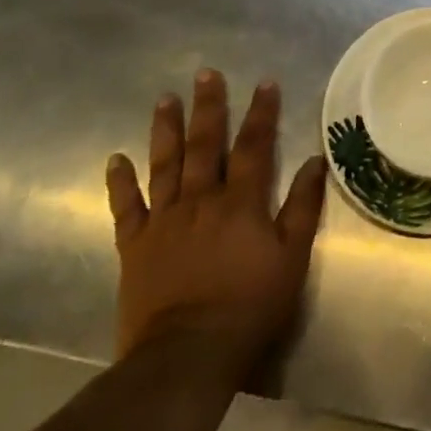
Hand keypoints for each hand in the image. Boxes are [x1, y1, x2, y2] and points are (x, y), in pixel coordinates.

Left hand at [105, 70, 326, 377]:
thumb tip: (315, 161)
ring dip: (166, 130)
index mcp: (241, 202)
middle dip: (208, 107)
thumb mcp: (291, 258)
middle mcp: (201, 200)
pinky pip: (126, 208)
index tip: (265, 82)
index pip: (254, 145)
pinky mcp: (136, 246)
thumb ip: (303, 207)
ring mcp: (164, 221)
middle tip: (205, 74)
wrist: (186, 356)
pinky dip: (120, 183)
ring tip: (164, 99)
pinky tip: (115, 158)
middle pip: (206, 145)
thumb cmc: (249, 306)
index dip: (262, 112)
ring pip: (165, 165)